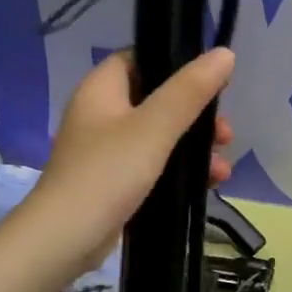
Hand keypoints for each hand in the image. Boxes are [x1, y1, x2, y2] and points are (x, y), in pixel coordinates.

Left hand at [27, 47, 235, 273]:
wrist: (65, 238)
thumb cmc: (108, 172)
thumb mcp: (155, 127)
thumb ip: (190, 90)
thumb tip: (225, 53)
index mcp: (102, 88)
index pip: (142, 58)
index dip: (178, 63)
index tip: (213, 81)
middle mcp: (102, 113)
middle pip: (158, 99)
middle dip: (197, 116)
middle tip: (225, 134)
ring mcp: (107, 149)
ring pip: (160, 136)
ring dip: (194, 147)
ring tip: (221, 168)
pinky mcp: (114, 180)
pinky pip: (154, 165)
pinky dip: (179, 170)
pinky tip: (208, 185)